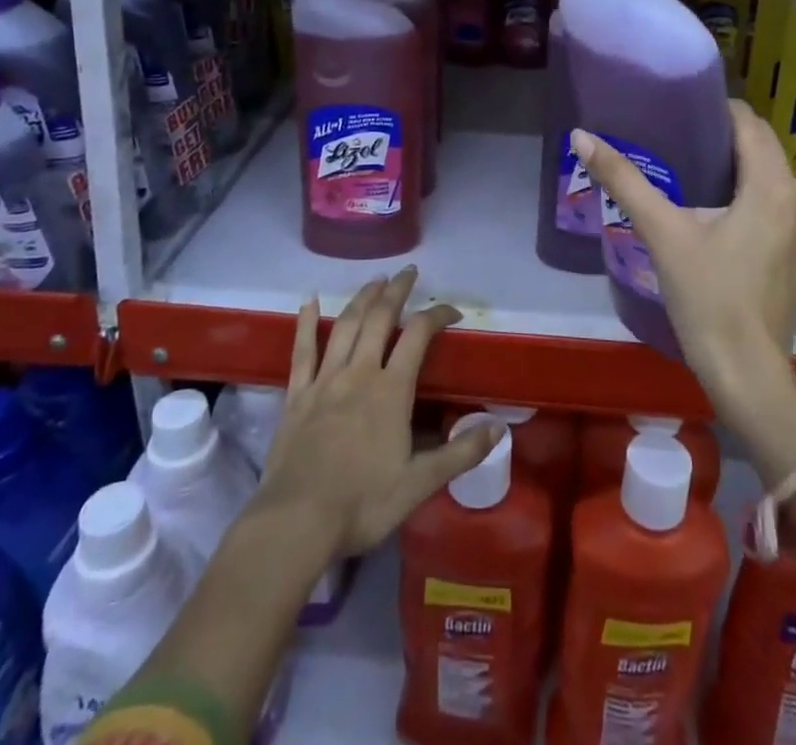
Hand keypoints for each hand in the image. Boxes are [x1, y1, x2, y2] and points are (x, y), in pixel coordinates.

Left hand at [252, 267, 501, 561]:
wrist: (296, 522)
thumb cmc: (362, 503)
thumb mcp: (420, 484)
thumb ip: (460, 452)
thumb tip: (500, 428)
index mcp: (391, 390)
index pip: (419, 336)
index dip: (437, 315)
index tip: (452, 310)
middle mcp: (359, 373)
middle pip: (380, 318)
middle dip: (397, 291)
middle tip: (409, 272)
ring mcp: (325, 381)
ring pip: (345, 326)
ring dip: (362, 298)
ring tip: (375, 280)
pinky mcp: (297, 395)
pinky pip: (302, 351)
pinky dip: (305, 323)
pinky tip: (309, 300)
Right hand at [571, 101, 795, 416]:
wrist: (745, 373)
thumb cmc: (706, 297)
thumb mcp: (662, 232)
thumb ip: (623, 180)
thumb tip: (582, 136)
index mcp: (771, 186)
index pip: (750, 123)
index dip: (717, 109)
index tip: (682, 108)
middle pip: (763, 148)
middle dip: (726, 135)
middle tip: (679, 134)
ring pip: (772, 177)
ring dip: (740, 165)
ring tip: (694, 165)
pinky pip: (778, 204)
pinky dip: (752, 192)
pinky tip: (719, 209)